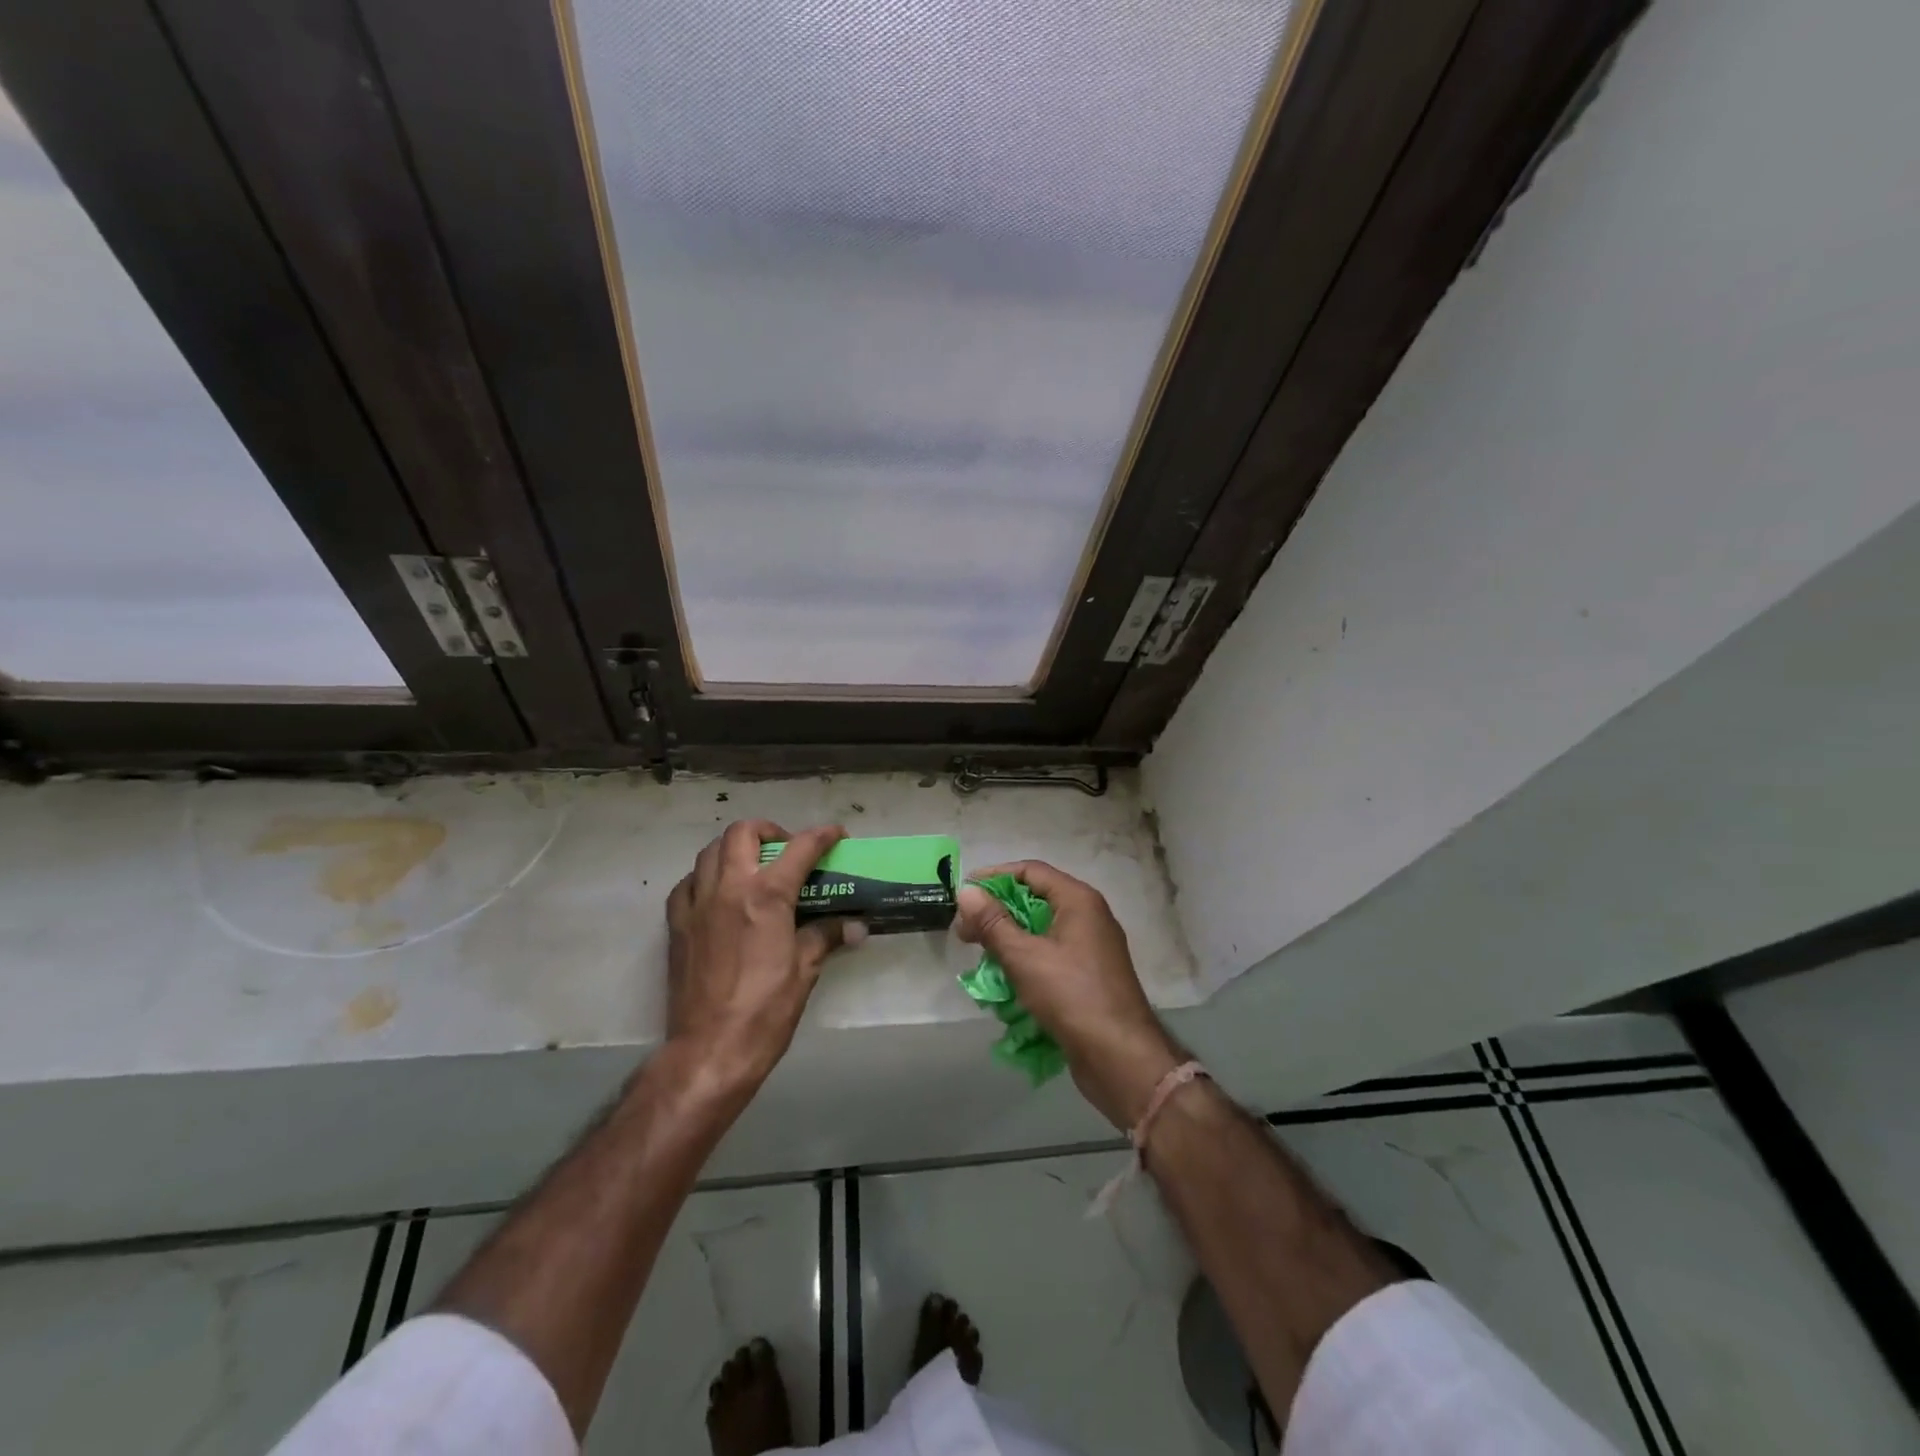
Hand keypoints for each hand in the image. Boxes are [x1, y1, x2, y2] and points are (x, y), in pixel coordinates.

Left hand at [666, 820, 863, 1094]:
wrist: (710, 1049)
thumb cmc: (766, 1009)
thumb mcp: (805, 970)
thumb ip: (827, 935)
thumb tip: (857, 926)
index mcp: (766, 895)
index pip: (800, 848)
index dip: (823, 836)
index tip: (836, 835)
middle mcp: (729, 887)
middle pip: (743, 832)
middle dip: (770, 830)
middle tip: (786, 849)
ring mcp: (697, 903)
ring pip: (711, 851)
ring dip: (736, 848)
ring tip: (754, 867)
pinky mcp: (676, 924)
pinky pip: (688, 882)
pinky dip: (706, 876)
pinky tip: (719, 894)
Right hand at [955, 861, 1182, 1128]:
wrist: (1120, 1057)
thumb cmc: (1072, 996)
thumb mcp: (1024, 957)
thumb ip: (993, 923)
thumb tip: (966, 892)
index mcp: (1079, 900)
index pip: (1031, 871)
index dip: (994, 877)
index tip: (964, 894)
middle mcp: (1089, 916)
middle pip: (1036, 899)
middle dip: (998, 912)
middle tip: (965, 931)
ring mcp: (1092, 947)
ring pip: (1042, 930)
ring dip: (1009, 939)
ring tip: (981, 957)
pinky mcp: (1089, 975)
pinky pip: (1051, 955)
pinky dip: (1027, 960)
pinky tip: (1005, 980)